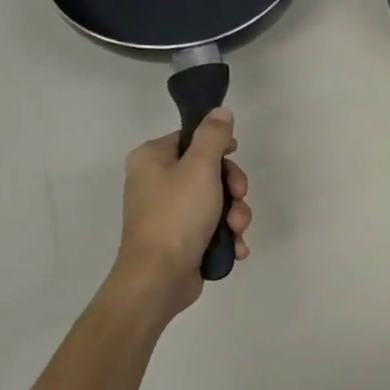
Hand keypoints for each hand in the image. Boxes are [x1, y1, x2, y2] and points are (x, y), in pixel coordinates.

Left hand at [113, 108, 250, 312]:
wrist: (160, 277)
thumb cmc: (177, 215)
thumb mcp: (201, 168)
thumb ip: (214, 136)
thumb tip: (221, 112)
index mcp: (152, 159)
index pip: (190, 138)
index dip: (218, 146)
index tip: (235, 155)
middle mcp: (156, 182)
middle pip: (209, 170)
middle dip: (233, 188)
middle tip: (238, 198)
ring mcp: (169, 212)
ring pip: (217, 200)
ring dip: (235, 214)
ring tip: (235, 230)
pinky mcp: (181, 238)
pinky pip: (212, 226)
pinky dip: (226, 235)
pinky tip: (234, 247)